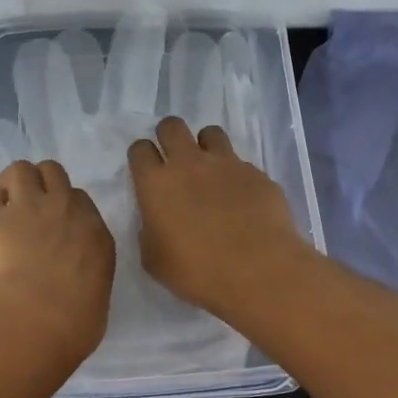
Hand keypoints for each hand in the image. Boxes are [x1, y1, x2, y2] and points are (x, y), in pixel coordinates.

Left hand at [0, 159, 115, 361]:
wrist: (32, 318)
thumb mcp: (96, 296)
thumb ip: (87, 275)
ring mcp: (26, 207)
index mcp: (93, 231)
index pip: (79, 199)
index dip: (64, 207)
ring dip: (12, 183)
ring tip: (6, 205)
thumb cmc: (73, 322)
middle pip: (52, 171)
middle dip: (41, 183)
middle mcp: (63, 208)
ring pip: (19, 169)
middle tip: (30, 206)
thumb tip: (75, 281)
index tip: (55, 225)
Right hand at [127, 117, 313, 319]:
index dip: (141, 157)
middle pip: (172, 126)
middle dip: (169, 136)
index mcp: (157, 184)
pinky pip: (241, 163)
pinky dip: (236, 175)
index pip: (139, 149)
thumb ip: (149, 231)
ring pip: (210, 133)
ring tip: (210, 170)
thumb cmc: (197, 272)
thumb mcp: (155, 260)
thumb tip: (157, 220)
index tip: (146, 171)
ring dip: (205, 146)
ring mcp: (227, 164)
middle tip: (174, 159)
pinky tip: (242, 199)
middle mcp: (189, 164)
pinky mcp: (257, 174)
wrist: (258, 271)